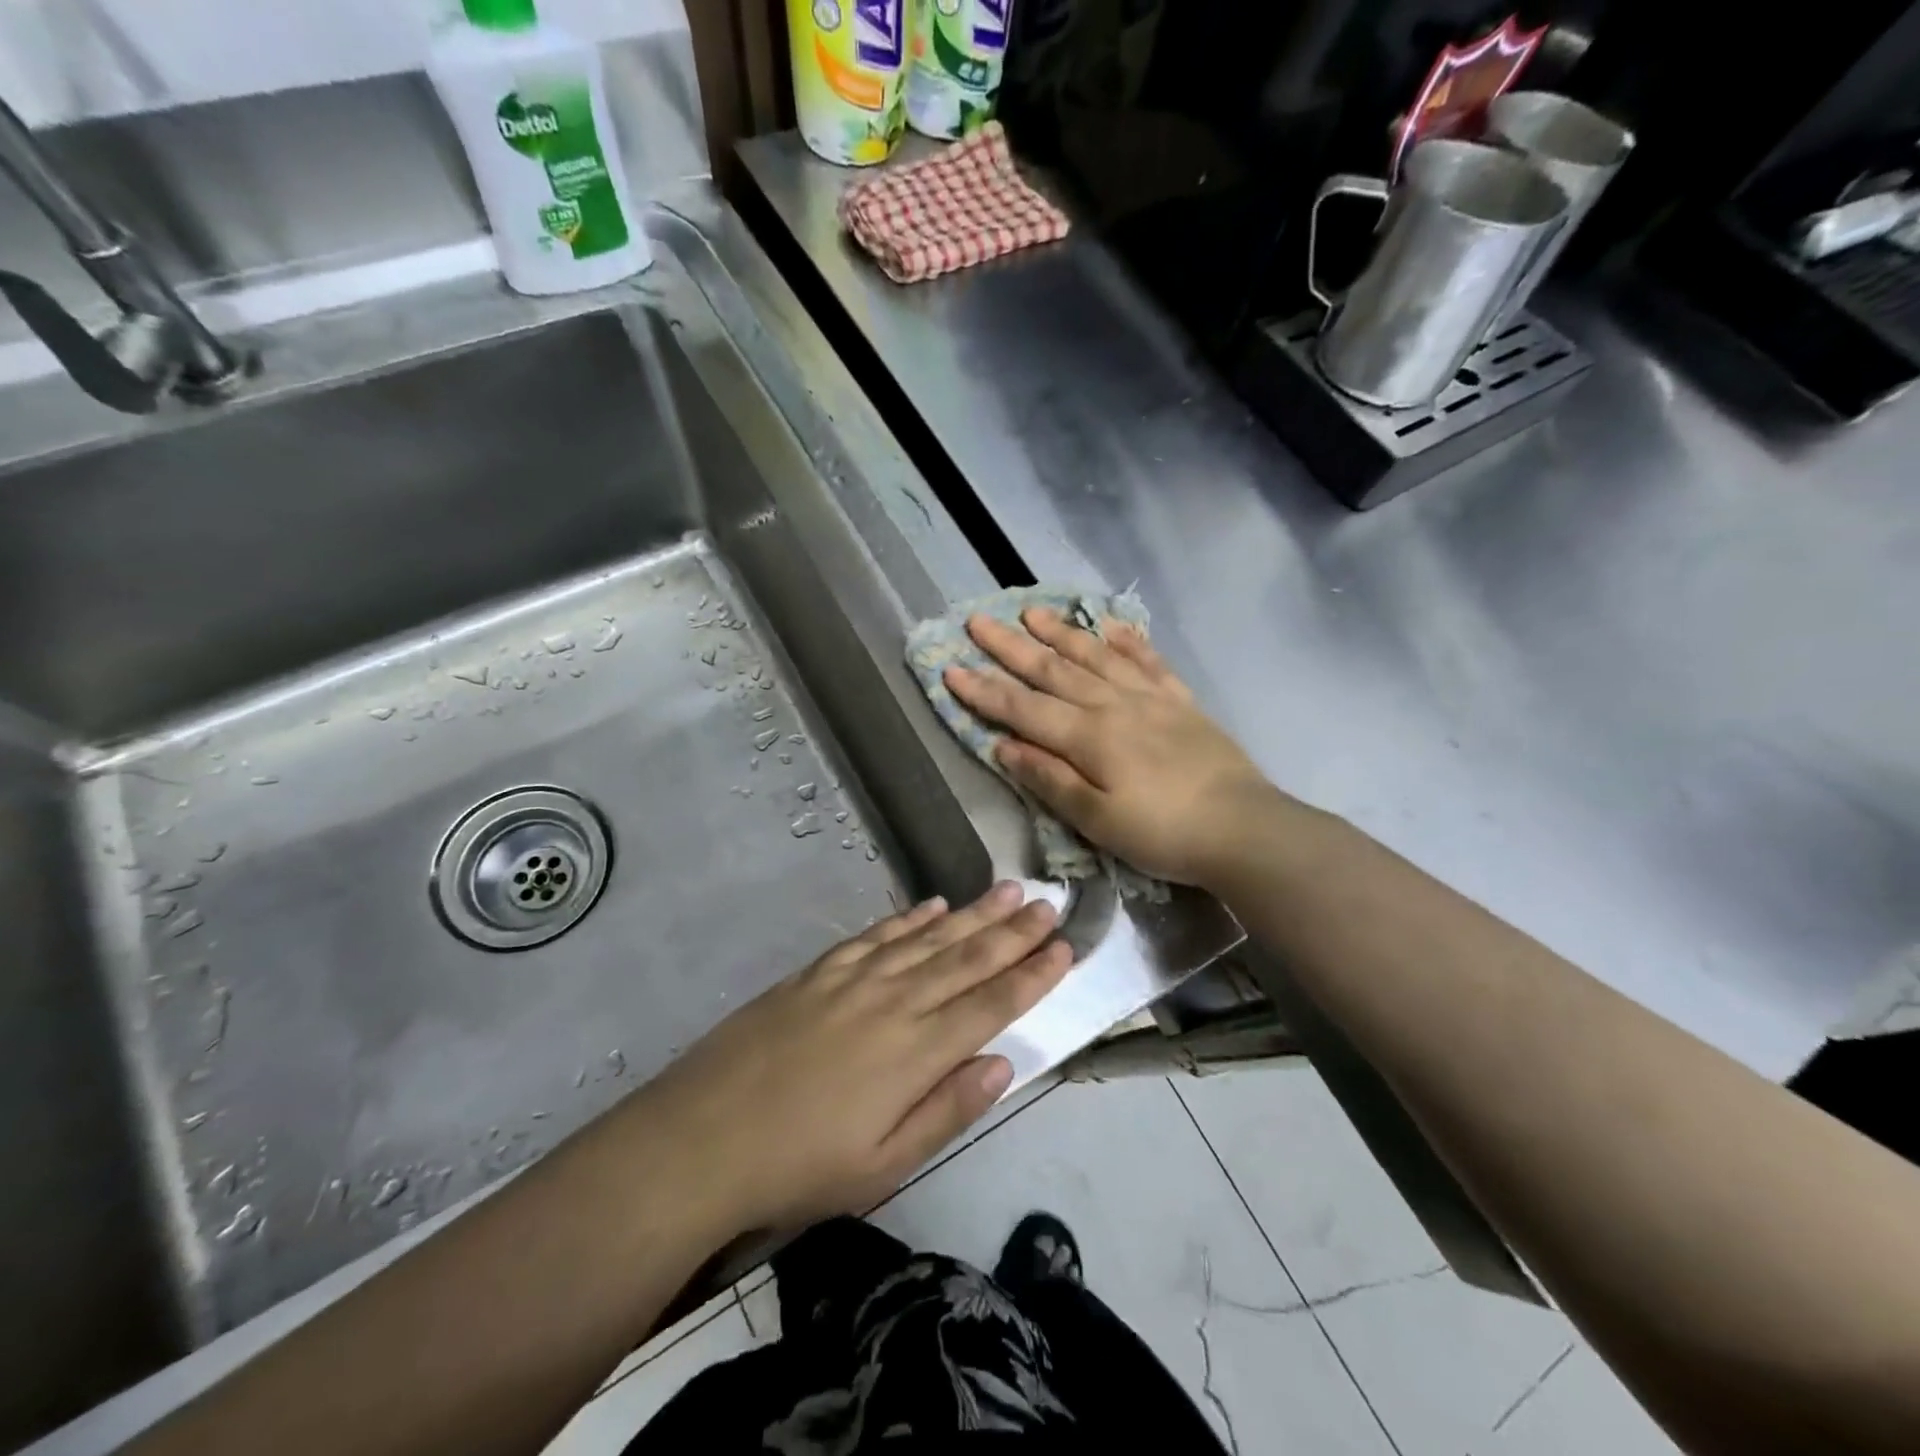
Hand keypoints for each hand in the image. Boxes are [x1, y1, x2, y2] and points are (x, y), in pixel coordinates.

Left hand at [636, 884, 1070, 1234]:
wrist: (703, 1135)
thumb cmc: (800, 1166)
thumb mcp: (884, 1165)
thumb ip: (948, 1109)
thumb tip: (1003, 1064)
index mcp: (916, 1052)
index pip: (991, 1004)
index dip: (1032, 975)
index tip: (1064, 947)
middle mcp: (894, 1002)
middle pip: (967, 959)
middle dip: (1013, 931)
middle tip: (1049, 903)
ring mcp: (854, 979)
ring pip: (928, 938)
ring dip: (972, 914)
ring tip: (1007, 890)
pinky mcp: (819, 971)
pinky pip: (876, 936)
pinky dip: (910, 918)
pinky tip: (933, 905)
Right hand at [944, 609, 1274, 885]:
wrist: (1244, 828)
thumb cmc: (1163, 833)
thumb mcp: (1097, 820)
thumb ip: (1050, 779)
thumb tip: (1004, 746)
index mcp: (1088, 736)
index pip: (1022, 708)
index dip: (984, 691)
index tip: (951, 669)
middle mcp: (1113, 705)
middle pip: (1053, 670)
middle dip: (1011, 647)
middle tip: (977, 621)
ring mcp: (1150, 698)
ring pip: (1096, 656)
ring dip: (1062, 633)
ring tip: (1033, 611)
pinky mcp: (1180, 702)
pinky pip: (1148, 661)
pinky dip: (1127, 640)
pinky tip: (1111, 625)